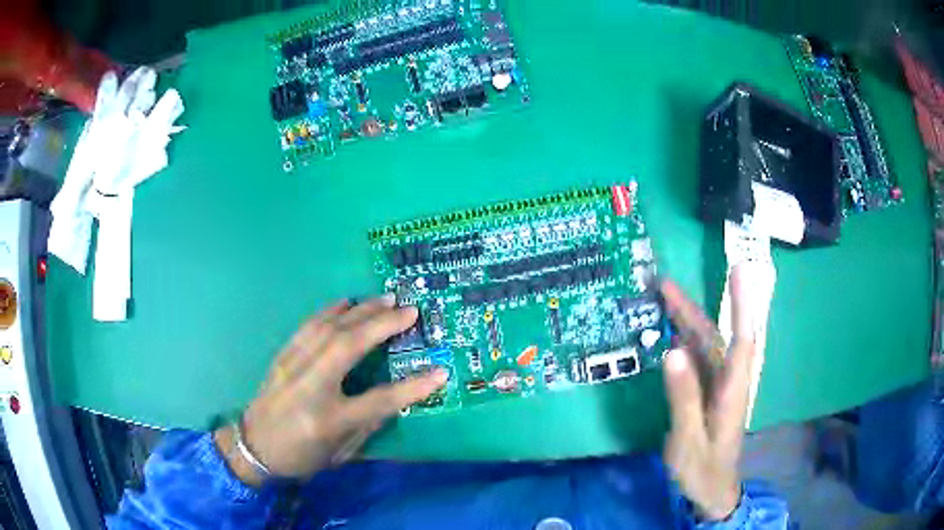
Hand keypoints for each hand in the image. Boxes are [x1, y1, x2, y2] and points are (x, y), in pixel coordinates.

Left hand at [215, 296, 447, 486]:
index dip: (413, 387)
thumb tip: (394, 397)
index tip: (440, 371)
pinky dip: (330, 311)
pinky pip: (308, 326)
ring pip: (328, 328)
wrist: (253, 447)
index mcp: (329, 420)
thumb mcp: (341, 453)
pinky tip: (345, 303)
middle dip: (382, 324)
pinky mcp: (282, 356)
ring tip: (383, 299)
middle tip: (408, 308)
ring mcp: (293, 367)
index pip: (379, 400)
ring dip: (359, 310)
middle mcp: (311, 387)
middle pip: (349, 346)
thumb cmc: (301, 457)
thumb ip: (368, 425)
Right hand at [660, 267, 756, 520]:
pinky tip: (670, 332)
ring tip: (662, 298)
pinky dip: (684, 340)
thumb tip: (673, 353)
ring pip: (705, 345)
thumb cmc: (702, 468)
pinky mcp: (709, 391)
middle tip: (664, 284)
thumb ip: (684, 398)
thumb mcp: (689, 440)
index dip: (741, 305)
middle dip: (693, 308)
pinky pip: (697, 359)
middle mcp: (729, 380)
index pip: (742, 340)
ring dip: (686, 320)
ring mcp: (718, 385)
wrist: (711, 489)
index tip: (737, 272)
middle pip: (715, 336)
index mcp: (732, 390)